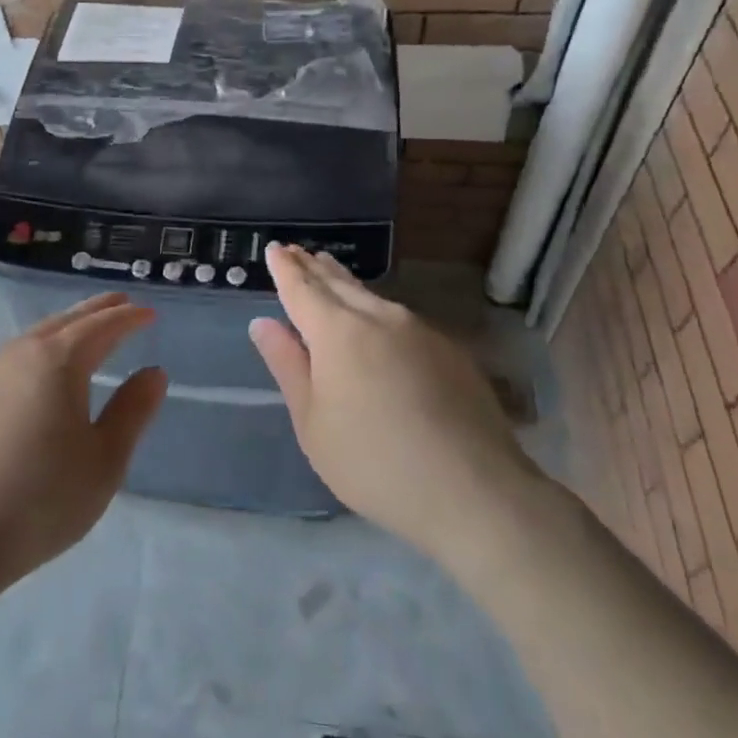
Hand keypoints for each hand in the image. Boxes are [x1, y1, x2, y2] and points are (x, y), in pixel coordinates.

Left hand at [0, 293, 165, 595]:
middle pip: (67, 320)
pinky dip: (43, 347)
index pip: (102, 327)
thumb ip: (132, 411)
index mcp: (58, 361)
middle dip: (97, 310)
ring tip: (88, 329)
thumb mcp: (104, 460)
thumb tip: (154, 373)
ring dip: (68, 326)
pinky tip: (44, 368)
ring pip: (37, 335)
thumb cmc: (40, 498)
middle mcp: (21, 354)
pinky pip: (17, 355)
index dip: (128, 319)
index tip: (150, 314)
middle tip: (122, 303)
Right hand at [249, 244, 530, 564]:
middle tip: (299, 251)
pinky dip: (377, 310)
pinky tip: (378, 321)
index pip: (302, 288)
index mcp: (337, 331)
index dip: (285, 268)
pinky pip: (400, 318)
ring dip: (346, 283)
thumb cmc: (373, 462)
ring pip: (372, 297)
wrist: (473, 489)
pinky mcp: (449, 350)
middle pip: (338, 283)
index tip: (275, 248)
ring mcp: (419, 330)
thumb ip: (288, 366)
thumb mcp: (313, 423)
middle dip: (315, 267)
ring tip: (331, 272)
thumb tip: (263, 323)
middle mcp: (378, 317)